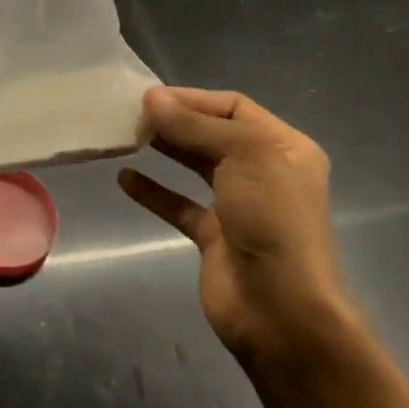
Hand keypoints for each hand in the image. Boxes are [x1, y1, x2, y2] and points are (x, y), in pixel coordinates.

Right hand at [118, 87, 354, 361]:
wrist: (281, 309)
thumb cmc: (271, 219)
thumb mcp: (242, 156)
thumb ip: (194, 126)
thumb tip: (152, 98)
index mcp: (283, 147)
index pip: (234, 107)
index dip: (193, 99)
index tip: (150, 98)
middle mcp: (264, 171)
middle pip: (213, 134)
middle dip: (176, 121)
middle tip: (133, 115)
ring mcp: (239, 206)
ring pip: (196, 166)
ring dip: (165, 149)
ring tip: (128, 136)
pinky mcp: (215, 236)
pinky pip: (179, 204)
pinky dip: (153, 191)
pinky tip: (125, 179)